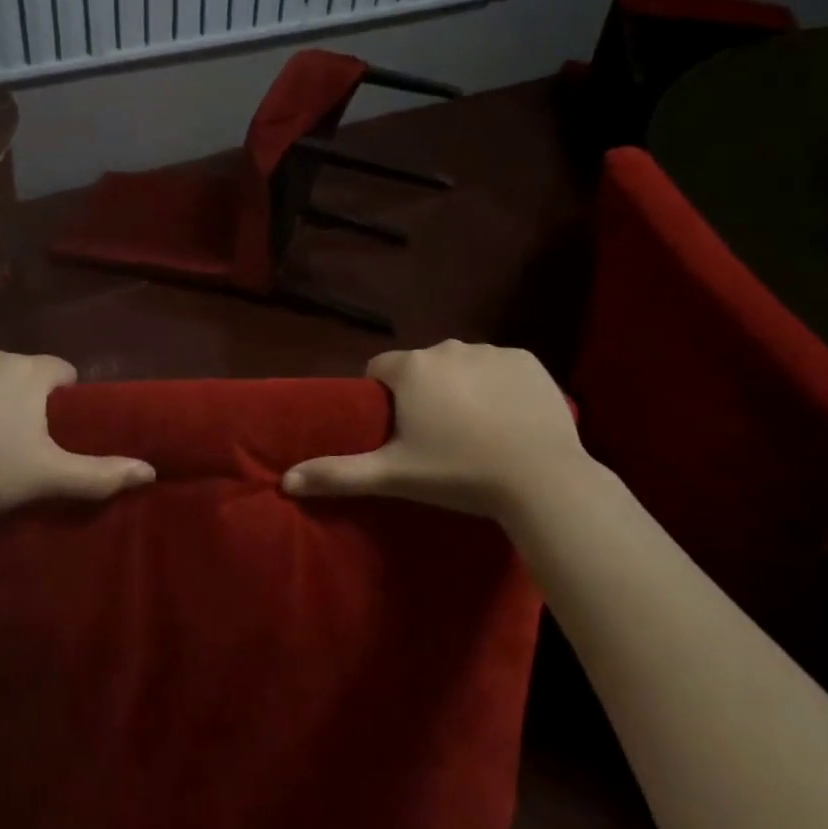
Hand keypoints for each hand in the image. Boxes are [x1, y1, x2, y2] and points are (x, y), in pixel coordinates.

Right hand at [283, 341, 591, 520]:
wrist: (542, 481)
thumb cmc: (459, 475)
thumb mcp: (394, 476)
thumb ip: (337, 473)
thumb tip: (285, 481)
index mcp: (412, 368)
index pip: (380, 369)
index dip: (384, 397)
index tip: (399, 430)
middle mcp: (447, 347)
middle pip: (422, 367)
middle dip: (424, 392)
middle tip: (438, 437)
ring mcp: (491, 350)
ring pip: (462, 365)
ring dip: (462, 387)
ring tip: (477, 430)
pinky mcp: (527, 360)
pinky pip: (501, 367)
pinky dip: (499, 385)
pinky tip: (509, 418)